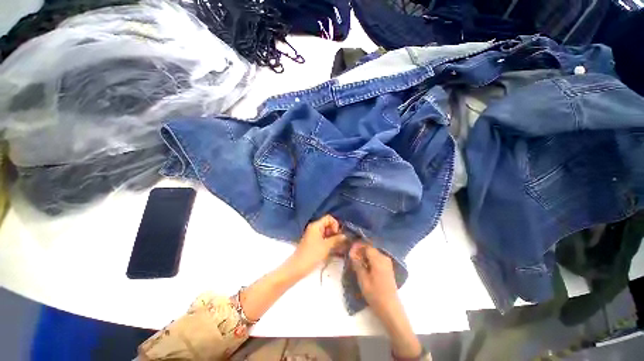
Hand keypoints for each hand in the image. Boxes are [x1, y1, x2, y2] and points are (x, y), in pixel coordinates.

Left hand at [290, 215, 346, 274]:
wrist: (298, 267)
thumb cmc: (312, 254)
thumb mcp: (326, 246)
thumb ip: (336, 239)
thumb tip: (345, 235)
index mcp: (316, 225)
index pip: (328, 218)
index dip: (335, 224)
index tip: (337, 234)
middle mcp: (314, 227)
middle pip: (327, 224)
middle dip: (334, 231)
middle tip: (338, 241)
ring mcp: (313, 235)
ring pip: (325, 232)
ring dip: (332, 237)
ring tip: (337, 246)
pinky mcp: (312, 242)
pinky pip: (322, 237)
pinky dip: (328, 241)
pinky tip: (332, 249)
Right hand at [349, 242, 423, 358]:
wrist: (390, 308)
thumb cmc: (375, 294)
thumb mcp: (363, 279)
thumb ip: (357, 264)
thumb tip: (352, 253)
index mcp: (378, 259)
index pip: (367, 246)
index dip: (358, 247)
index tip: (350, 251)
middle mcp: (384, 258)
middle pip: (371, 249)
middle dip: (361, 251)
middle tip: (352, 257)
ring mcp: (387, 263)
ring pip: (374, 254)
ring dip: (365, 256)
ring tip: (357, 263)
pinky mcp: (388, 268)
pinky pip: (377, 259)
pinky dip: (370, 260)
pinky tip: (365, 267)